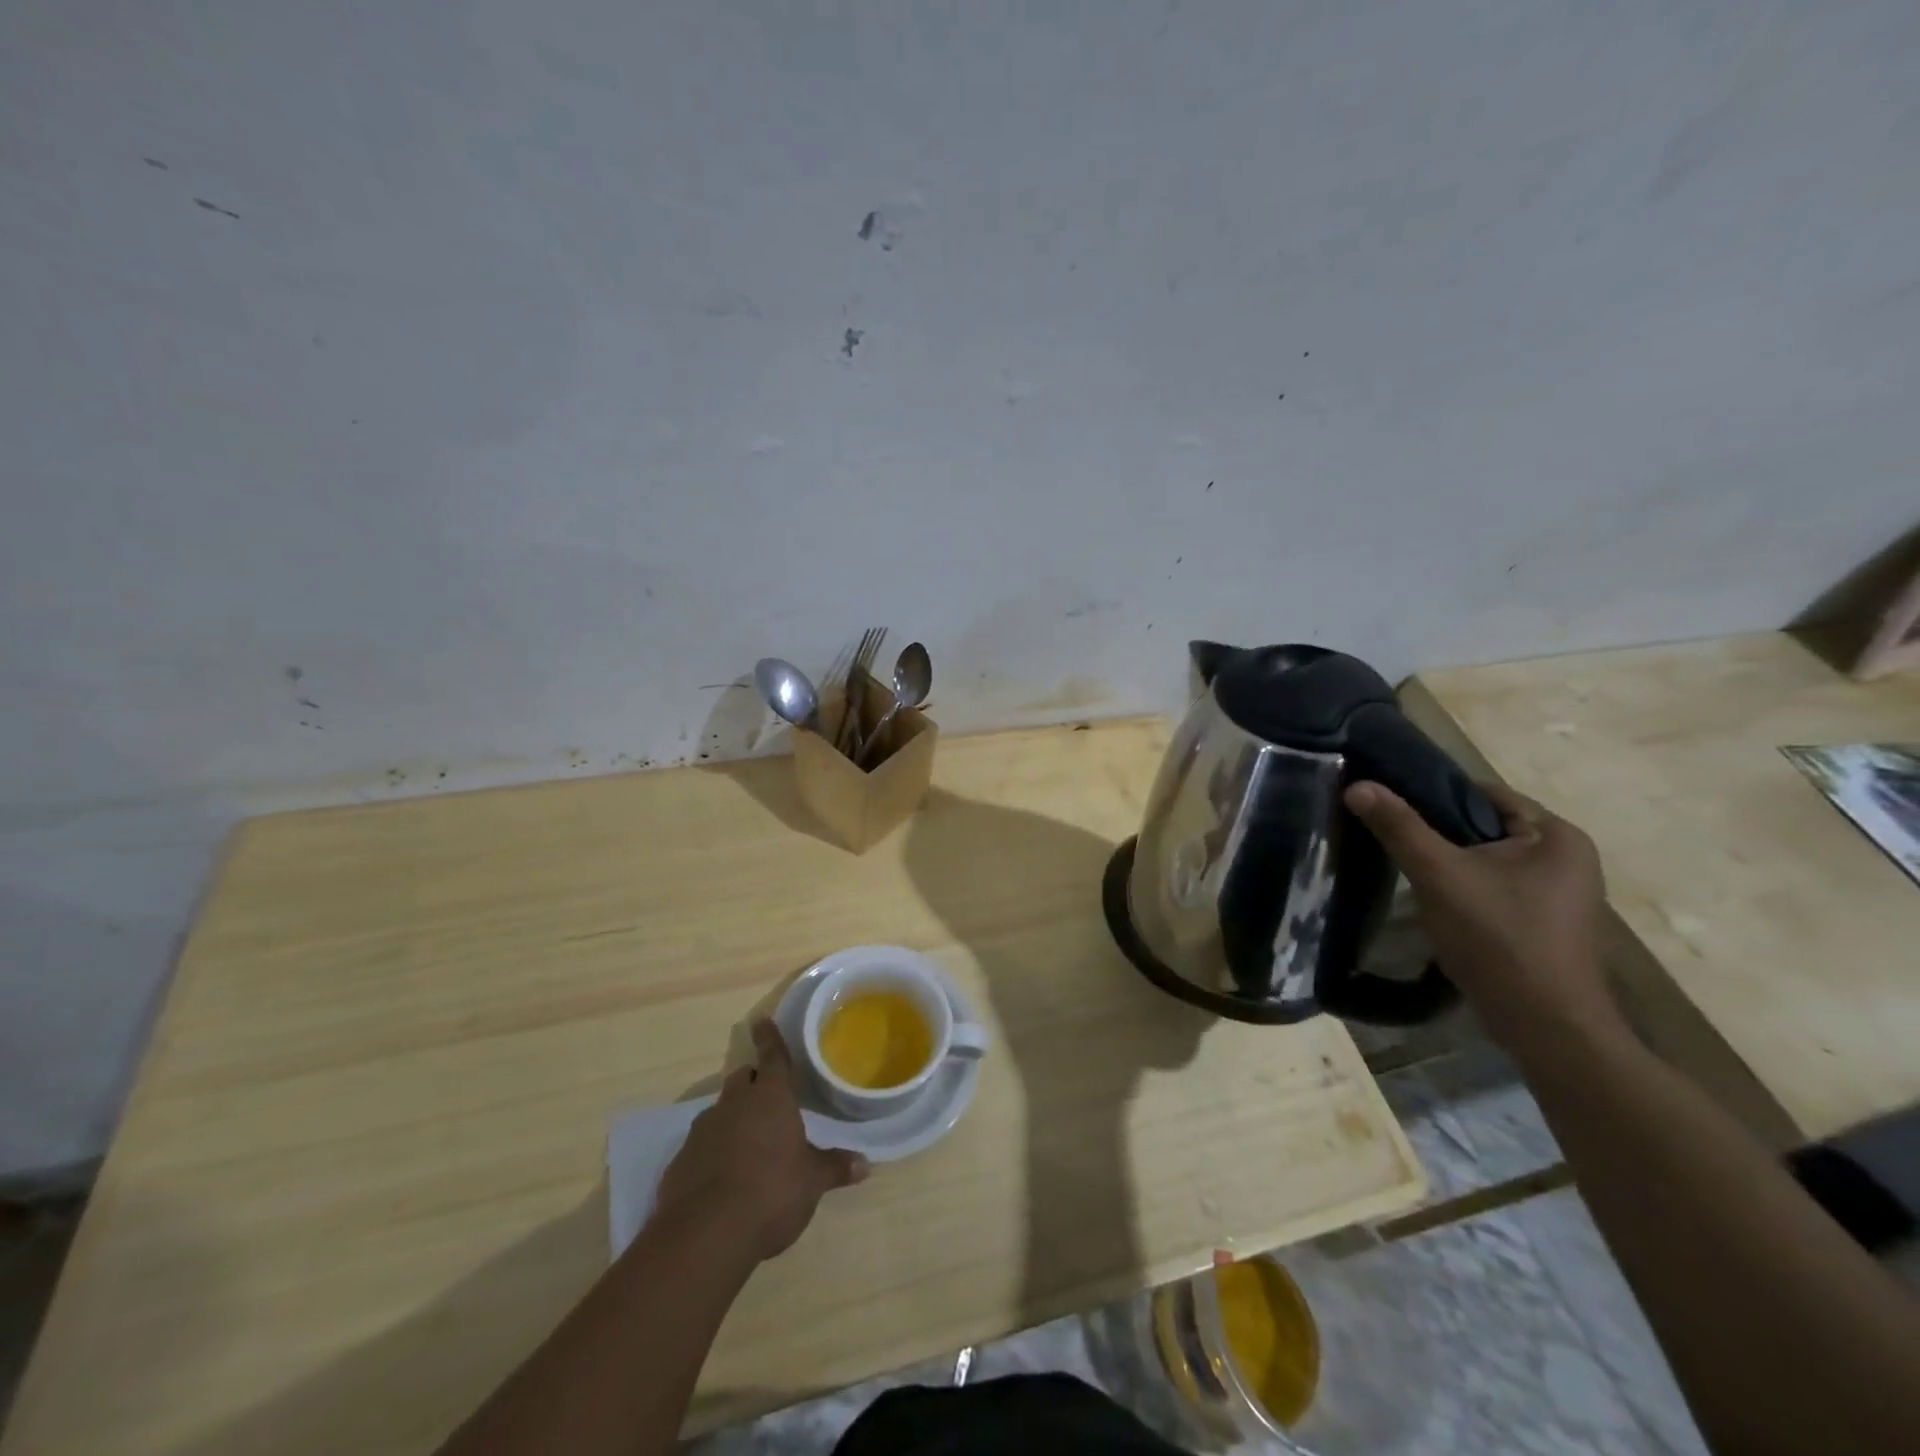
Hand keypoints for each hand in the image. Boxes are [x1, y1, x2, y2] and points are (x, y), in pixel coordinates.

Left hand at [655, 1020, 869, 1261]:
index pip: (772, 1057)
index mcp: (770, 1097)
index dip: (770, 1038)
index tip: (761, 1020)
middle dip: (753, 1082)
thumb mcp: (811, 1182)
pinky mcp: (680, 1161)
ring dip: (733, 1118)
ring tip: (748, 1142)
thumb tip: (864, 1164)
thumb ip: (834, 1167)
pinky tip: (722, 1177)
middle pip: (742, 1079)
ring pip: (720, 1111)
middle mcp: (734, 1104)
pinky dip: (713, 1152)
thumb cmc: (771, 1192)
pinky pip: (701, 1145)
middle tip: (767, 1096)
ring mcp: (702, 1131)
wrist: (705, 1235)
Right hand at [1344, 779, 1623, 1050]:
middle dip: (1437, 833)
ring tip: (1406, 870)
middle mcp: (1567, 859)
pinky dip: (1463, 889)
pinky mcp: (1545, 923)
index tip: (1388, 804)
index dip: (1433, 794)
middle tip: (1389, 837)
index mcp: (1557, 836)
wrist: (1545, 1025)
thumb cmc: (1499, 937)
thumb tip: (1358, 785)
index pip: (1484, 794)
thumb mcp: (1439, 875)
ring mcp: (1559, 894)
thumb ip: (1399, 827)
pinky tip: (1434, 903)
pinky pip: (1494, 888)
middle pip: (1484, 827)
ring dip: (1448, 863)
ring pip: (1486, 861)